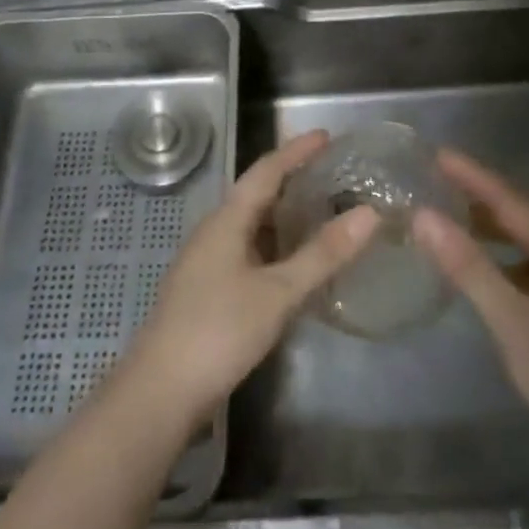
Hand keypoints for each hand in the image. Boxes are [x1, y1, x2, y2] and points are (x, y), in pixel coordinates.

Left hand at [121, 130, 377, 427]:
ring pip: (252, 226)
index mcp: (227, 221)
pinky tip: (295, 264)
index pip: (265, 171)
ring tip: (321, 213)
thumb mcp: (278, 293)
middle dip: (292, 180)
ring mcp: (208, 262)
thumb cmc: (218, 331)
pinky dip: (276, 247)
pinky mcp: (208, 290)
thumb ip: (323, 254)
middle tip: (332, 175)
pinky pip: (249, 252)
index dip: (296, 151)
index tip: (326, 135)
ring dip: (284, 216)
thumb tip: (369, 214)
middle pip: (256, 194)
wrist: (159, 392)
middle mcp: (214, 232)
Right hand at [412, 148, 528, 471]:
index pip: (514, 201)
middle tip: (442, 179)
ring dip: (496, 225)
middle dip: (485, 193)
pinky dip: (506, 256)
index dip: (475, 176)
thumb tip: (424, 216)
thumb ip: (468, 266)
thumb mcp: (510, 321)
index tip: (439, 154)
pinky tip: (487, 270)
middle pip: (527, 214)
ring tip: (456, 217)